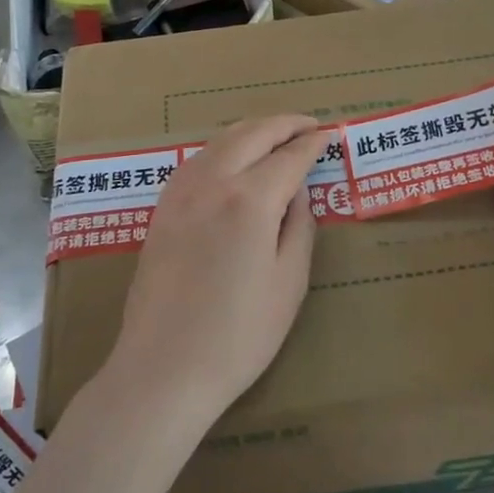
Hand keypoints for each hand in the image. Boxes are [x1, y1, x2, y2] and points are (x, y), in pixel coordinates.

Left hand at [106, 115, 324, 428]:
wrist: (163, 368)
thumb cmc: (238, 336)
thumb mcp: (288, 283)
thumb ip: (299, 226)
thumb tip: (298, 189)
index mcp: (249, 200)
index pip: (289, 156)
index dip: (313, 143)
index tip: (331, 134)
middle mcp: (213, 182)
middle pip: (253, 133)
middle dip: (284, 124)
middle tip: (309, 125)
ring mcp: (181, 191)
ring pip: (221, 139)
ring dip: (253, 130)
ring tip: (276, 135)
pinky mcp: (162, 207)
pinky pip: (197, 158)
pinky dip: (223, 146)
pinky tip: (233, 158)